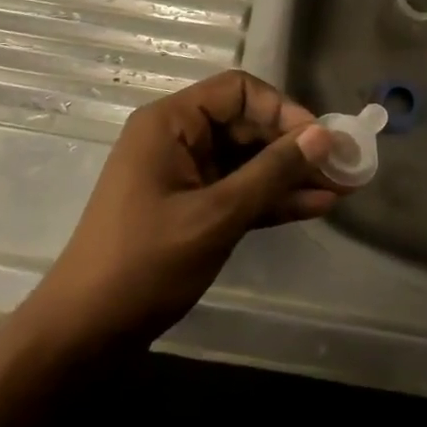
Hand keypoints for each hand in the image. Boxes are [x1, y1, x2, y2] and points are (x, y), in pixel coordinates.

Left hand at [31, 71, 337, 349]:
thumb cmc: (145, 263)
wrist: (85, 334)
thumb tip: (322, 135)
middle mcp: (178, 138)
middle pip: (247, 124)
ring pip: (248, 160)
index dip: (282, 108)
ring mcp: (185, 174)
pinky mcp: (192, 207)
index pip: (237, 91)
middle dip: (294, 145)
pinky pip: (239, 190)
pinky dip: (271, 198)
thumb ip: (271, 173)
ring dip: (290, 174)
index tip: (318, 137)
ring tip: (341, 187)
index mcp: (171, 123)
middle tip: (342, 165)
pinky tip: (315, 205)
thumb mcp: (216, 215)